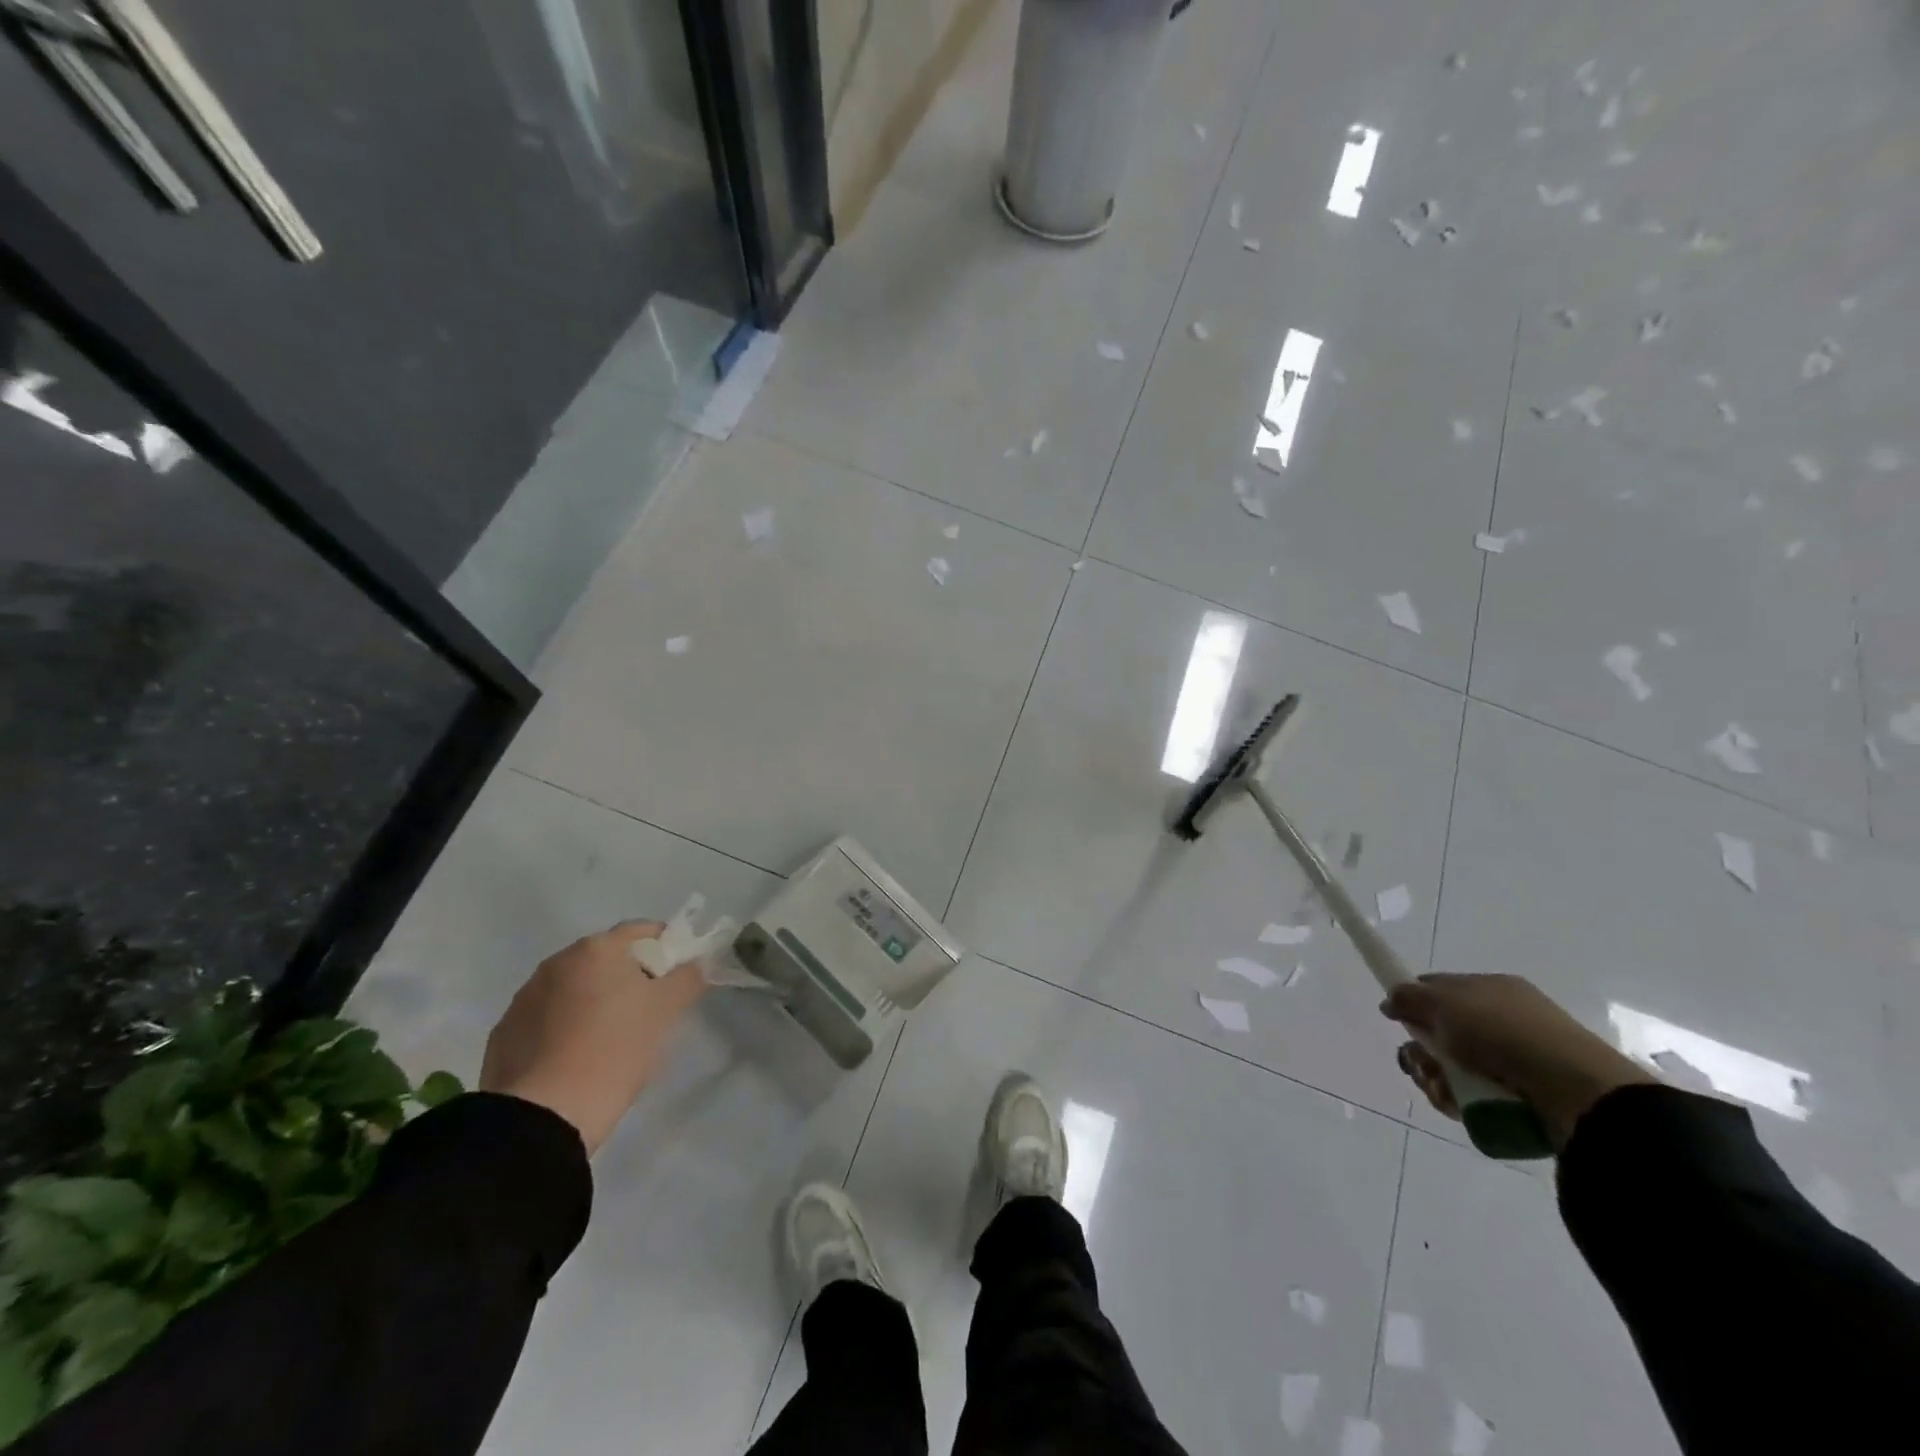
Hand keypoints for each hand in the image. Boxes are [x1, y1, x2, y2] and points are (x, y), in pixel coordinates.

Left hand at [480, 921, 706, 1153]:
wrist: (544, 1114)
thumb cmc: (616, 1049)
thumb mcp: (667, 1010)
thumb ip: (688, 977)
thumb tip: (692, 964)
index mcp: (597, 949)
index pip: (641, 931)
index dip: (666, 947)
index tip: (677, 974)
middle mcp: (557, 962)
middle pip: (605, 958)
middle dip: (628, 976)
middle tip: (648, 1010)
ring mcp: (524, 997)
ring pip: (573, 989)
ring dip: (593, 1001)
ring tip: (609, 1039)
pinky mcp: (504, 1033)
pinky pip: (546, 1019)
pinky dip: (564, 1028)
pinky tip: (575, 1058)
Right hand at [1381, 973, 1656, 1151]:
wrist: (1577, 1092)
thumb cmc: (1504, 1033)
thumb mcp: (1444, 1002)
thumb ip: (1409, 997)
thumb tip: (1390, 1001)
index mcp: (1491, 989)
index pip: (1439, 988)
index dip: (1414, 1003)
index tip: (1398, 1021)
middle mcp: (1505, 1020)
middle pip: (1442, 1032)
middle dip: (1423, 1051)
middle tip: (1423, 1065)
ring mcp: (1518, 1060)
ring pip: (1456, 1067)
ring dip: (1438, 1078)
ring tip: (1443, 1091)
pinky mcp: (1526, 1097)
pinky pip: (1477, 1095)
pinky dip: (1461, 1100)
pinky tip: (1461, 1106)